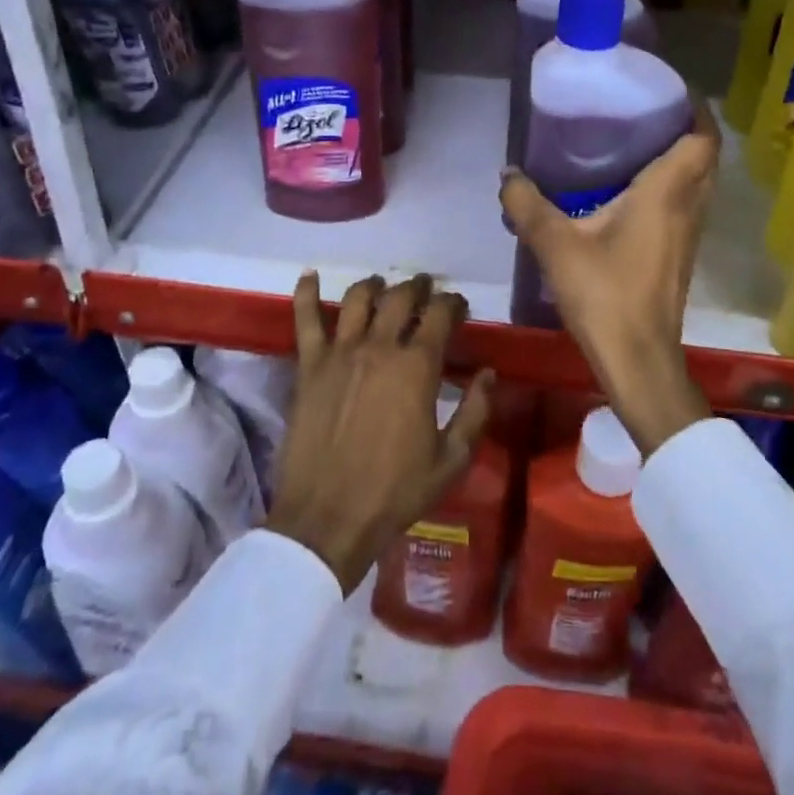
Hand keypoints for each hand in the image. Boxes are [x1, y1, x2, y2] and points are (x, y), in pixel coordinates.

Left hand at [266, 272, 493, 592]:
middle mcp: (379, 346)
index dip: (453, 303)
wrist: (327, 520)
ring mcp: (339, 352)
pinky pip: (305, 318)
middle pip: (400, 297)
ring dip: (375, 285)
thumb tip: (489, 373)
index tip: (458, 306)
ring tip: (381, 287)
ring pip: (358, 298)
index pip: (440, 314)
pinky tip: (309, 274)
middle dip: (418, 287)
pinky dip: (306, 292)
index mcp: (417, 366)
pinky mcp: (308, 365)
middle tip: (424, 290)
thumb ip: (475, 411)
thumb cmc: (395, 493)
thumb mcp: (451, 460)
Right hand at [499, 100, 719, 456]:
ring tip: (634, 143)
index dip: (693, 108)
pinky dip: (669, 186)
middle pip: (703, 155)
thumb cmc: (604, 293)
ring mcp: (689, 233)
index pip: (702, 137)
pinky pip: (685, 204)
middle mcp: (689, 206)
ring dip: (678, 159)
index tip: (666, 90)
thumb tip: (507, 174)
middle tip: (642, 112)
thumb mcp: (555, 244)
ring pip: (697, 182)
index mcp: (668, 192)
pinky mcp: (680, 254)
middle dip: (682, 128)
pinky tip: (629, 192)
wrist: (638, 359)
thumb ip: (527, 204)